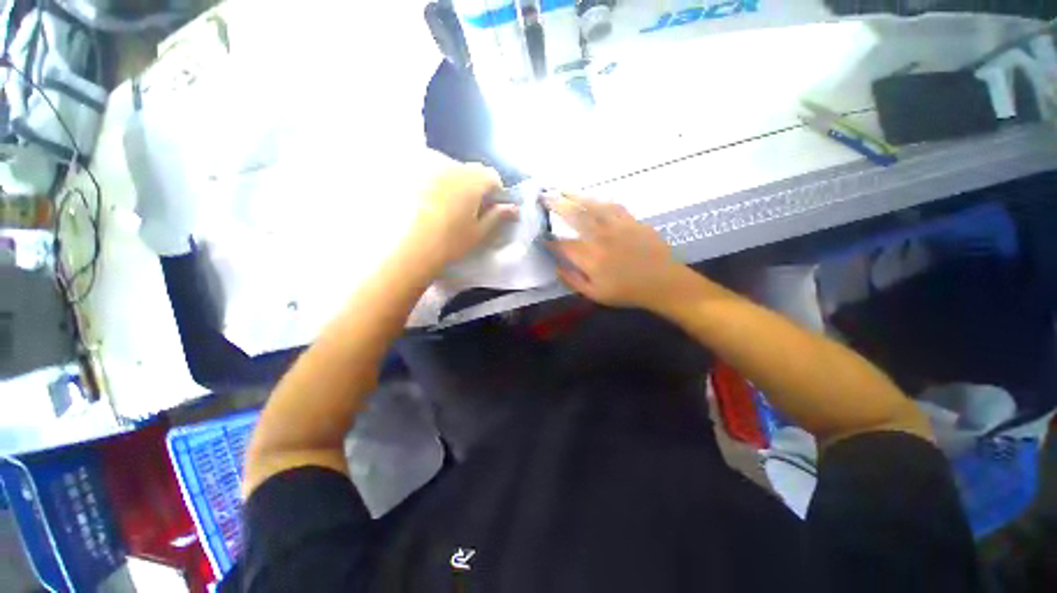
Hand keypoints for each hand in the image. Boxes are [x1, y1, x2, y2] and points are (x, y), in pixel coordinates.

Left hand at [409, 163, 516, 268]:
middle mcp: (452, 168)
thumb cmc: (451, 242)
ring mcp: (431, 171)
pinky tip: (436, 203)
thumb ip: (498, 216)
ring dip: (460, 183)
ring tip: (454, 206)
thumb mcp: (479, 232)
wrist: (412, 249)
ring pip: (453, 170)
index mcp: (472, 181)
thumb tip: (514, 208)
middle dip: (479, 185)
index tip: (494, 208)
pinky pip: (434, 174)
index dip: (497, 191)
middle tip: (475, 208)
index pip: (493, 177)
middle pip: (473, 170)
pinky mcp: (414, 177)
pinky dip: (441, 183)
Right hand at [545, 193, 689, 310]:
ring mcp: (617, 226)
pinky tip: (592, 198)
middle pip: (574, 216)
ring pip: (592, 206)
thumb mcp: (595, 295)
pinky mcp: (631, 220)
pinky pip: (613, 206)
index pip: (563, 245)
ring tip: (561, 189)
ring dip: (574, 196)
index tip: (541, 237)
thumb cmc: (627, 291)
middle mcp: (600, 237)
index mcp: (590, 258)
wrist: (663, 282)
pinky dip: (599, 200)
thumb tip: (556, 267)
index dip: (550, 241)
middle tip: (543, 197)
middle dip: (556, 205)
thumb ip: (572, 280)